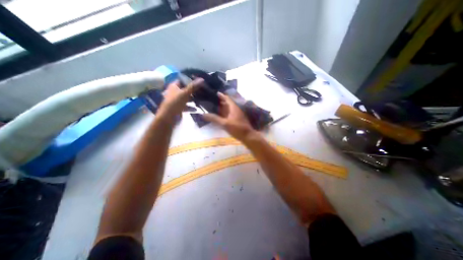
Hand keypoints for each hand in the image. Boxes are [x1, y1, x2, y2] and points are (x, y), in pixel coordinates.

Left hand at [157, 78, 202, 118]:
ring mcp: (177, 100)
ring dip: (193, 99)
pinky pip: (186, 106)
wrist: (168, 117)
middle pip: (185, 89)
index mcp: (174, 86)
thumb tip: (202, 79)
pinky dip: (191, 107)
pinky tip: (197, 108)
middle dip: (193, 90)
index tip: (199, 81)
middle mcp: (175, 92)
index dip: (190, 80)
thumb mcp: (185, 93)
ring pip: (186, 98)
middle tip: (202, 90)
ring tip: (201, 99)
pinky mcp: (179, 108)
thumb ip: (193, 86)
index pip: (182, 80)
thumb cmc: (175, 103)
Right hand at [203, 92, 256, 139]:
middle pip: (227, 103)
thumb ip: (214, 119)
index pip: (227, 98)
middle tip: (211, 100)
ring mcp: (236, 115)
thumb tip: (203, 114)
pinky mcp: (236, 120)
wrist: (247, 136)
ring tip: (213, 106)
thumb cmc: (237, 128)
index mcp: (233, 108)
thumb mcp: (225, 124)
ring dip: (222, 107)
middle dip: (220, 101)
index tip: (214, 93)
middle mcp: (235, 109)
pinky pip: (229, 114)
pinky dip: (224, 113)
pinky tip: (219, 115)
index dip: (221, 95)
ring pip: (228, 109)